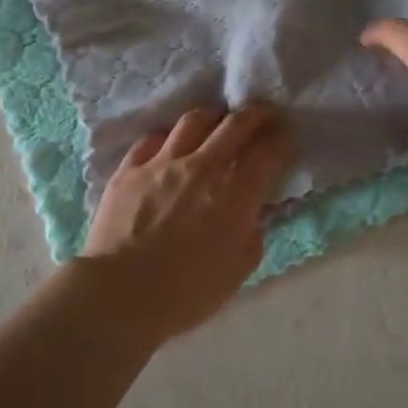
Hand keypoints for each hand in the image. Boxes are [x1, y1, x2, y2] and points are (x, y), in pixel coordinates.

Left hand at [80, 105, 294, 339]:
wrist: (122, 293)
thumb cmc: (187, 292)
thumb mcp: (239, 268)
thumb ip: (252, 230)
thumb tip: (252, 209)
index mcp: (234, 192)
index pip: (267, 151)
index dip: (281, 139)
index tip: (285, 136)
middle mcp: (202, 166)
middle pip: (234, 124)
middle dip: (255, 114)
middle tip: (263, 115)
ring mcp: (162, 162)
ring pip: (193, 121)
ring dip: (213, 117)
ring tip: (217, 122)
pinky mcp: (130, 168)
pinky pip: (152, 139)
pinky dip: (168, 138)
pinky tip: (170, 145)